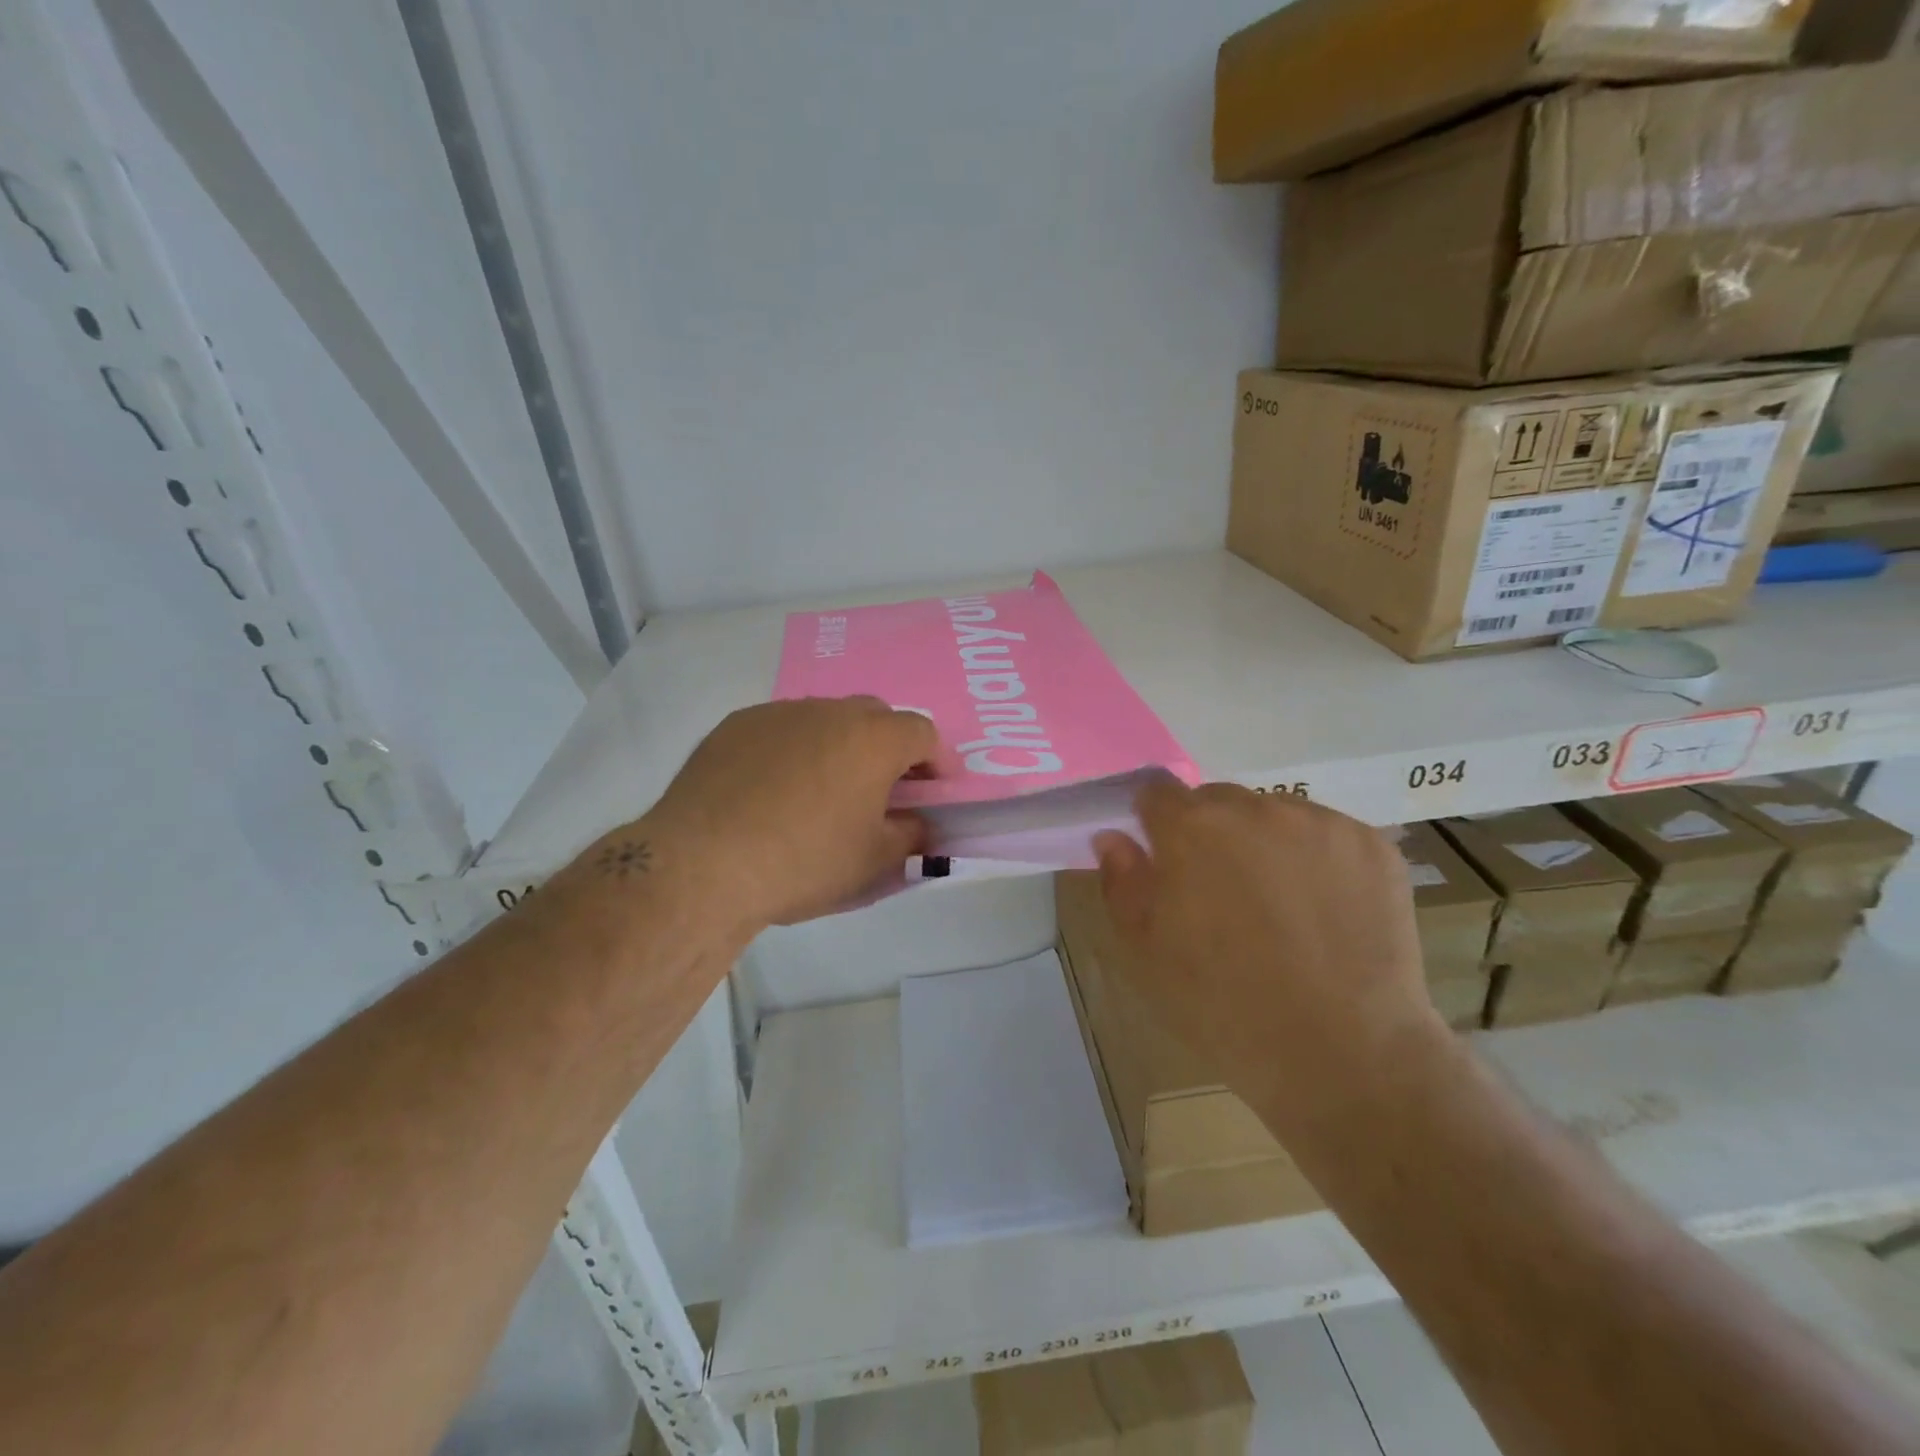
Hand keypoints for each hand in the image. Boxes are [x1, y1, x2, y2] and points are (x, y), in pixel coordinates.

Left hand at [634, 696, 936, 931]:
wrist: (703, 863)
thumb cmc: (804, 861)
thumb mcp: (874, 861)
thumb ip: (911, 836)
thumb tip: (918, 823)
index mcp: (873, 739)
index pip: (922, 732)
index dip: (935, 760)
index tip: (932, 789)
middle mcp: (829, 712)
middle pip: (874, 716)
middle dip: (886, 747)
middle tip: (880, 789)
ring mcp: (778, 713)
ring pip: (824, 720)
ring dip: (837, 746)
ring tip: (821, 791)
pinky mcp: (736, 725)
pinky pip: (780, 730)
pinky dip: (791, 751)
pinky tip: (771, 791)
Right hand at [1092, 781, 1439, 1134]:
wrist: (1345, 1055)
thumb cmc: (1226, 1007)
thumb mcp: (1148, 952)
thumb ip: (1124, 883)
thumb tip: (1114, 837)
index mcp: (1192, 829)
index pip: (1157, 792)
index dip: (1155, 824)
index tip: (1165, 861)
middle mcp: (1256, 808)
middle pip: (1218, 801)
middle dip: (1211, 834)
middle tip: (1224, 894)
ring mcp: (1321, 823)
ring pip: (1275, 815)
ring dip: (1266, 843)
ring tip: (1282, 907)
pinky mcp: (1373, 845)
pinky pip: (1328, 835)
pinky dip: (1318, 860)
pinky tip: (1326, 912)